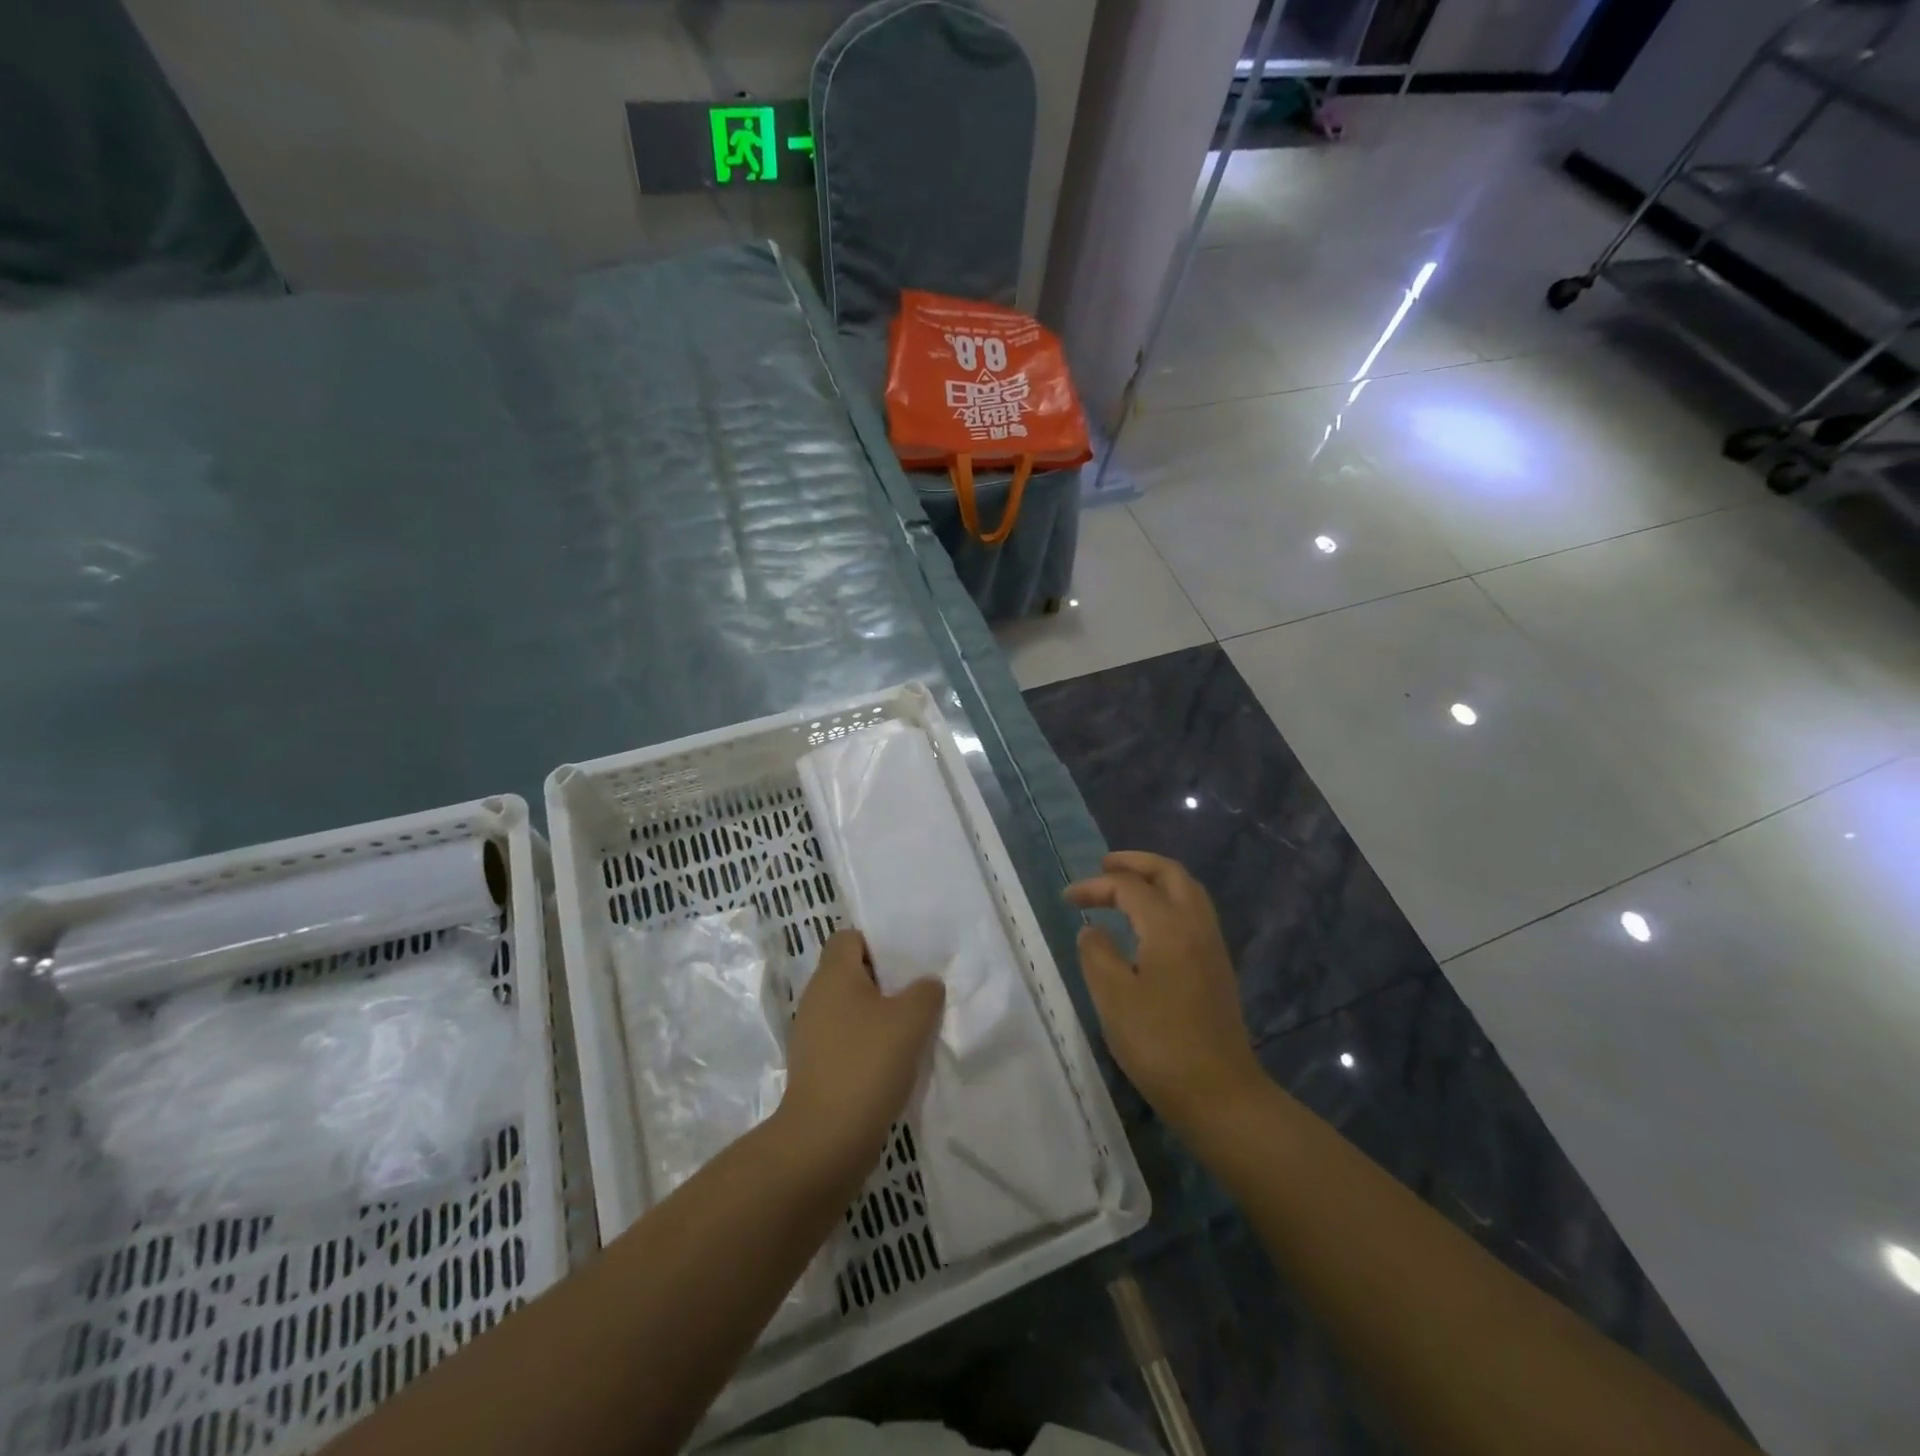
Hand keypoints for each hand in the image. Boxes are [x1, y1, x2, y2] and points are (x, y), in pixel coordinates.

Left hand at [777, 930, 944, 1181]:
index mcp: (832, 975)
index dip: (877, 944)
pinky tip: (895, 1063)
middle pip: (852, 974)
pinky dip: (868, 1047)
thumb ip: (925, 991)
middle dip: (885, 983)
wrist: (825, 1140)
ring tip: (913, 1031)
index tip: (907, 963)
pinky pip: (847, 1042)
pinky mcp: (816, 1068)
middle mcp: (816, 998)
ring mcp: (812, 1036)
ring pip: (851, 1010)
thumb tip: (925, 985)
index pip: (849, 938)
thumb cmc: (867, 1064)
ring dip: (879, 1018)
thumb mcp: (911, 1020)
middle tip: (919, 995)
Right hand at [1065, 852, 1263, 1134]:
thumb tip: (1093, 929)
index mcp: (1169, 927)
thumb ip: (1096, 953)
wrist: (1220, 1094)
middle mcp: (1196, 925)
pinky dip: (1169, 900)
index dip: (1096, 886)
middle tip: (1104, 866)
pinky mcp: (1217, 967)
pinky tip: (1149, 922)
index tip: (1067, 898)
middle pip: (1170, 873)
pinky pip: (1194, 912)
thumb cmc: (1159, 1044)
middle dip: (1135, 863)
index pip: (1129, 887)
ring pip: (1188, 891)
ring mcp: (1212, 946)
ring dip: (1155, 879)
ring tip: (1125, 887)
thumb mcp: (1113, 997)